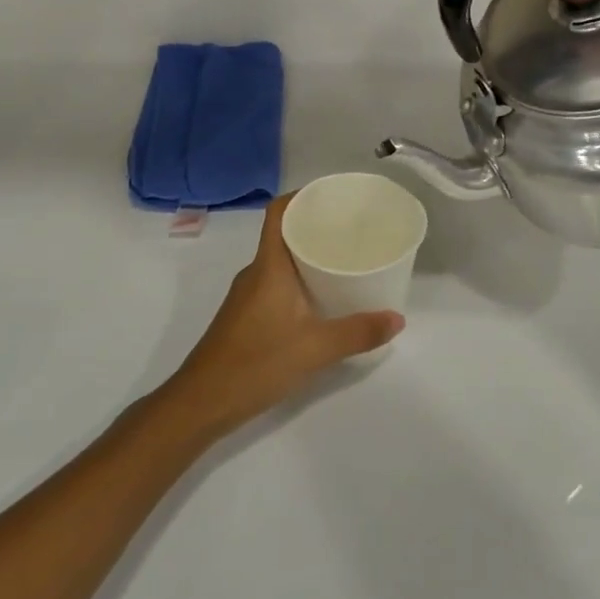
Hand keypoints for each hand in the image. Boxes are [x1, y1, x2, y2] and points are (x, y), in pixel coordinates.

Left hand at [160, 194, 403, 439]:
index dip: (303, 196)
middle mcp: (256, 273)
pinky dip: (300, 281)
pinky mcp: (247, 317)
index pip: (279, 212)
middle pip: (284, 234)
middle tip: (354, 230)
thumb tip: (397, 318)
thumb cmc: (256, 363)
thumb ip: (358, 332)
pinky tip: (323, 299)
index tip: (334, 196)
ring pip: (281, 262)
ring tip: (346, 261)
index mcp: (269, 266)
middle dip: (317, 227)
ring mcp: (248, 296)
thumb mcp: (316, 349)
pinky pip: (277, 284)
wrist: (202, 402)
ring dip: (309, 256)